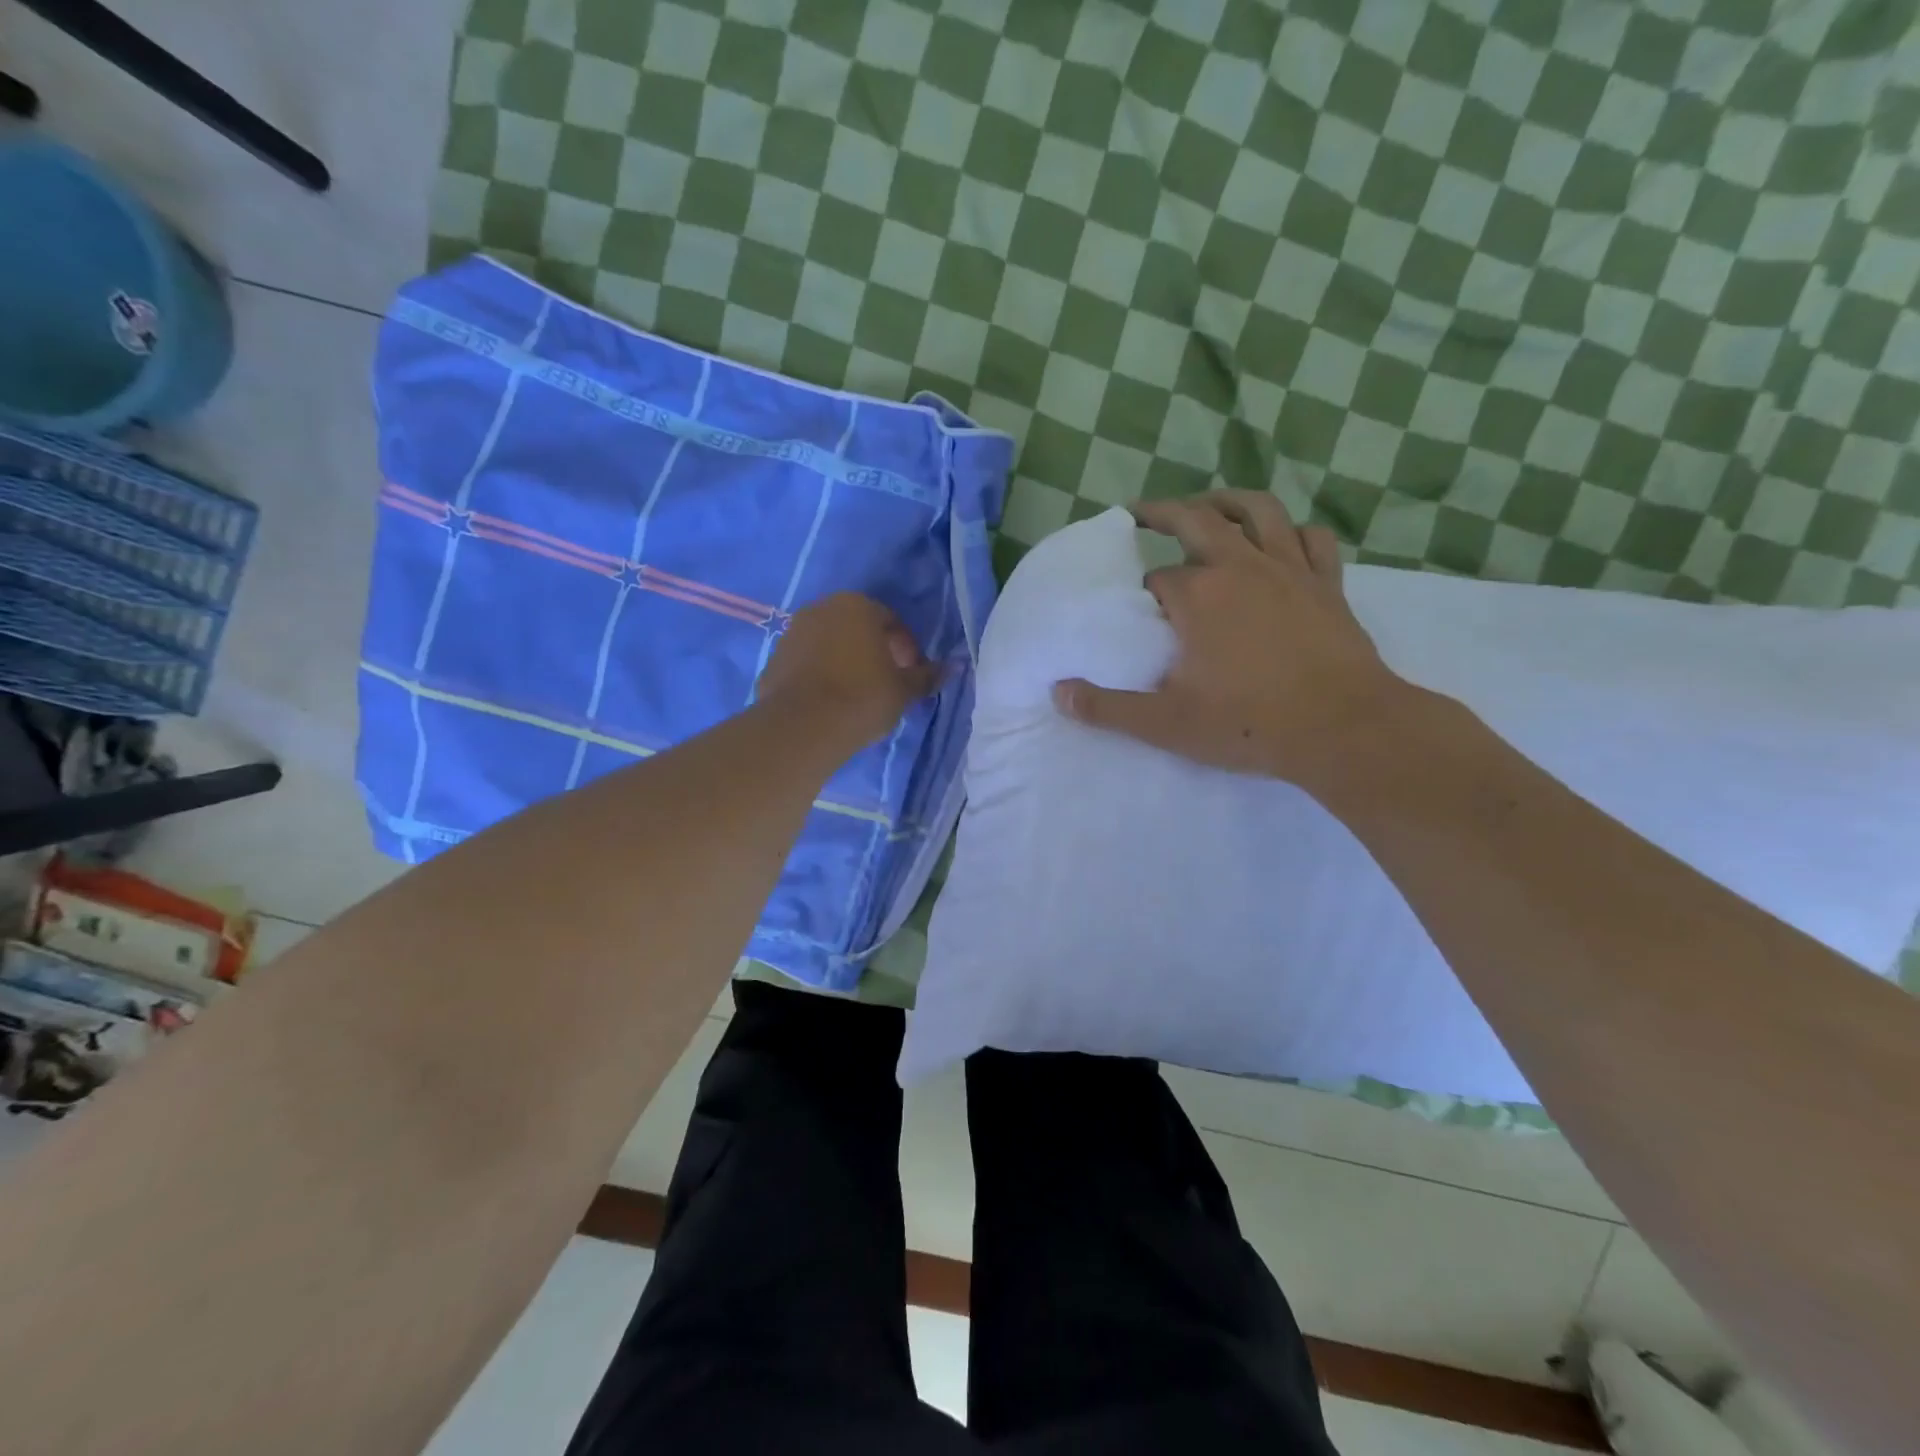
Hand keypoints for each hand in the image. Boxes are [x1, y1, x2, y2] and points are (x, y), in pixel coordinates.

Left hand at [758, 592, 939, 745]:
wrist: (802, 726)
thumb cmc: (863, 698)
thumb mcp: (904, 690)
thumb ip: (927, 676)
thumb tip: (953, 667)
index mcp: (857, 605)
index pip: (892, 622)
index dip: (907, 649)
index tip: (911, 675)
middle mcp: (821, 609)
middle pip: (858, 628)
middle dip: (875, 652)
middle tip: (887, 683)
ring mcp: (792, 632)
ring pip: (830, 644)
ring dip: (846, 662)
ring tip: (857, 695)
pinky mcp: (773, 659)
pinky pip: (807, 663)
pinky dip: (821, 675)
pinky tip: (830, 702)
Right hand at [1052, 491, 1408, 784]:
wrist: (1343, 729)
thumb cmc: (1250, 724)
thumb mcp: (1166, 724)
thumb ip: (1108, 708)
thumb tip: (1058, 694)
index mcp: (1198, 596)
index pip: (1158, 580)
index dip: (1144, 592)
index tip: (1140, 610)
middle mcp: (1240, 567)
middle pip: (1198, 520)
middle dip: (1165, 512)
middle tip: (1142, 511)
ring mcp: (1289, 569)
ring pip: (1258, 512)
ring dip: (1227, 501)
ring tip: (1208, 505)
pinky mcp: (1327, 584)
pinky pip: (1312, 539)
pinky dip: (1293, 531)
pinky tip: (1282, 539)